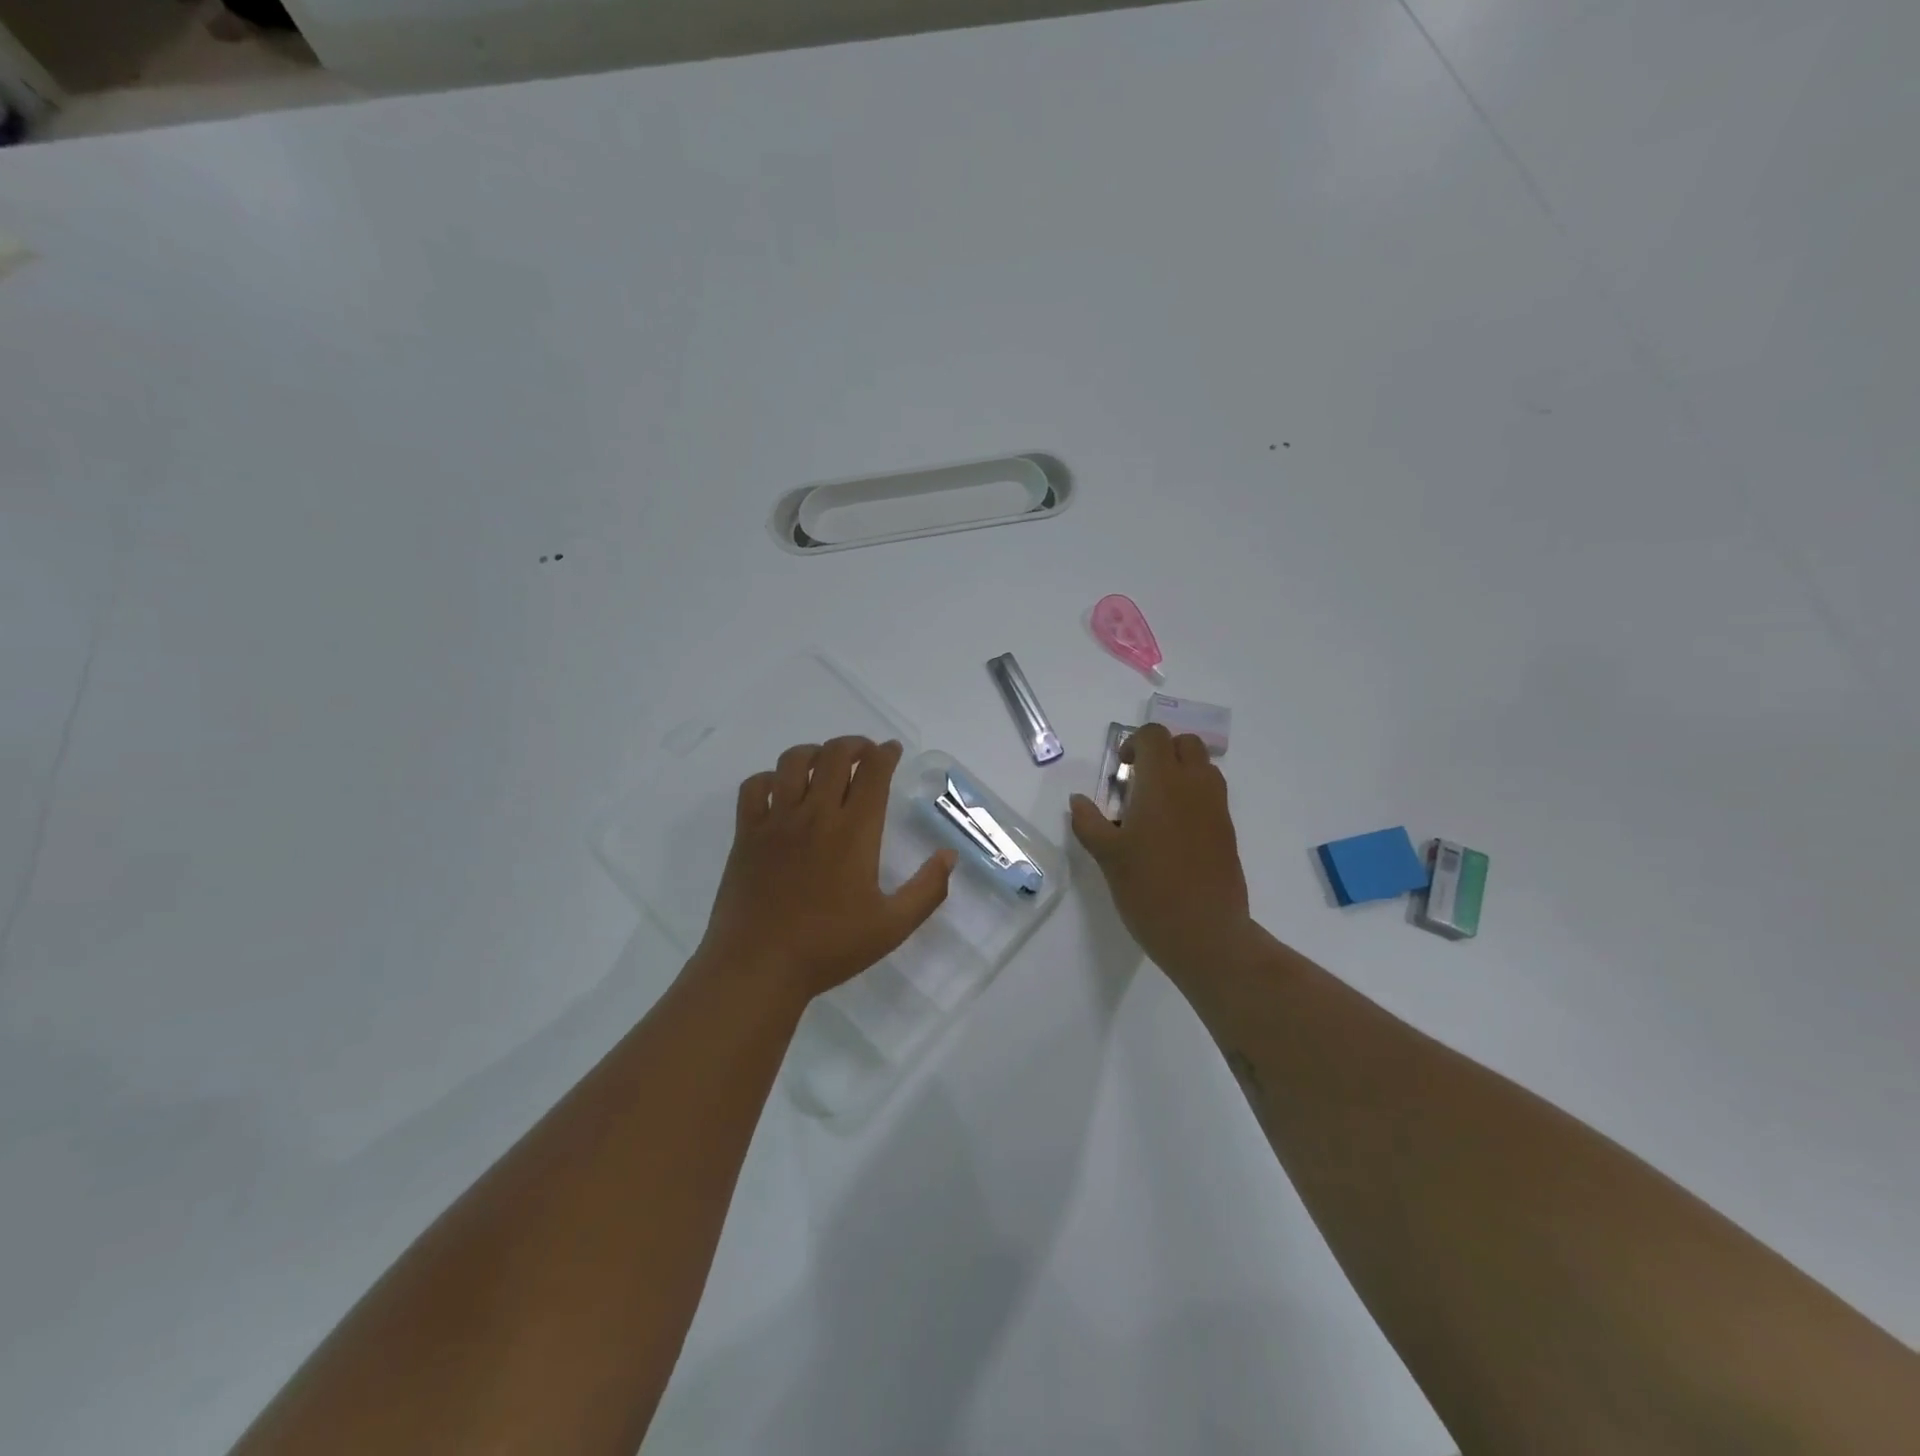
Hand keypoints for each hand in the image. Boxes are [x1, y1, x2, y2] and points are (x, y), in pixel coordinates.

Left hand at [695, 737, 955, 1006]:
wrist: (758, 966)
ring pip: (792, 761)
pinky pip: (754, 787)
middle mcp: (815, 814)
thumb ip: (927, 889)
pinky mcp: (746, 834)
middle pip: (834, 755)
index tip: (892, 750)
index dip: (885, 753)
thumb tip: (949, 855)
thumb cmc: (829, 947)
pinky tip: (780, 790)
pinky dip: (769, 778)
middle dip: (854, 744)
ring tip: (824, 764)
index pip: (872, 772)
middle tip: (864, 753)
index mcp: (854, 831)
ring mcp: (776, 821)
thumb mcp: (892, 926)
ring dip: (814, 753)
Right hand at [1069, 723, 1252, 976]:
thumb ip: (1089, 823)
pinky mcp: (1228, 832)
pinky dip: (1193, 797)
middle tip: (1139, 782)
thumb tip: (1077, 801)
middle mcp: (1195, 787)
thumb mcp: (1107, 857)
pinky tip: (1173, 834)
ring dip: (1181, 772)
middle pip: (1186, 744)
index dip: (1134, 744)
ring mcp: (1217, 809)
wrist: (1205, 933)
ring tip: (1156, 806)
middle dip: (1162, 752)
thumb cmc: (1148, 890)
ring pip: (1204, 768)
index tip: (1121, 771)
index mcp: (1163, 784)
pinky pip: (1212, 796)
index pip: (1154, 737)